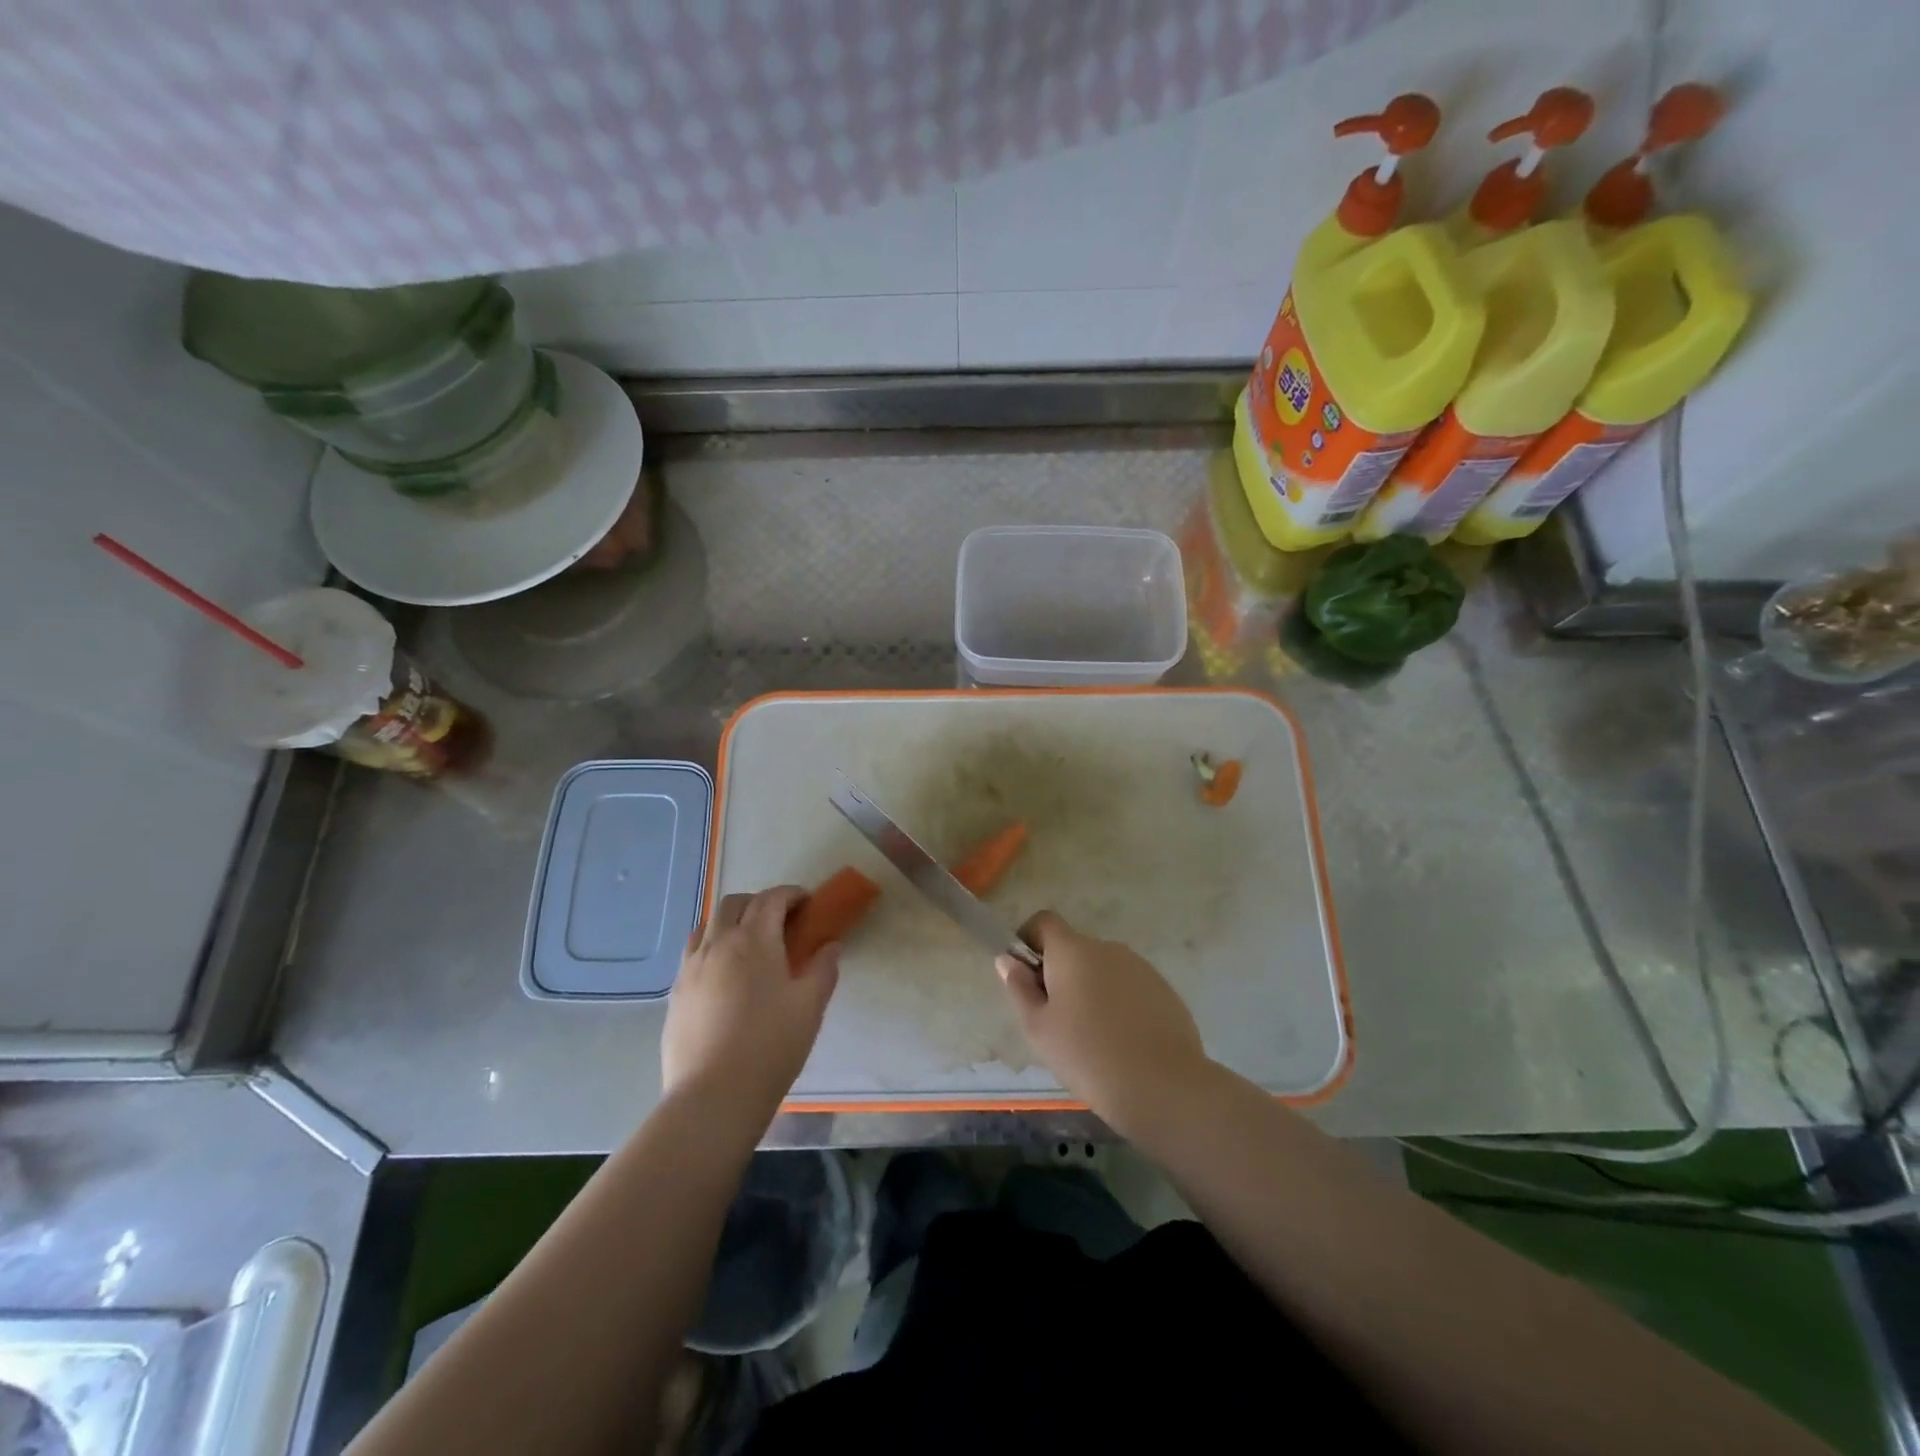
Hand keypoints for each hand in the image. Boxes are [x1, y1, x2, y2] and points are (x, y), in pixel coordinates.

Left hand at [662, 886, 838, 1126]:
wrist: (714, 1096)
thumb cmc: (771, 1046)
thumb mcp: (810, 1006)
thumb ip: (823, 969)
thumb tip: (830, 945)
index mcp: (754, 940)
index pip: (772, 899)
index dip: (791, 894)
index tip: (807, 903)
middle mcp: (717, 943)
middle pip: (734, 903)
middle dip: (759, 902)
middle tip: (780, 922)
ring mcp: (691, 967)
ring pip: (707, 925)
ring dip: (731, 922)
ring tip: (749, 945)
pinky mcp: (676, 992)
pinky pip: (693, 953)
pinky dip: (712, 947)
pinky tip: (725, 975)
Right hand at [996, 911, 1209, 1132]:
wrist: (1163, 1087)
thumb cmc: (1087, 1055)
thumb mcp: (1038, 1028)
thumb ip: (1020, 988)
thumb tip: (1008, 960)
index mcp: (1072, 950)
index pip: (1044, 921)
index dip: (1029, 940)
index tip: (1026, 976)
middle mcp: (1107, 947)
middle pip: (1074, 949)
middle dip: (1060, 974)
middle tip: (1056, 1019)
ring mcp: (1140, 967)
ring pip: (1103, 969)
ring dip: (1091, 989)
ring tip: (1092, 1037)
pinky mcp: (1164, 990)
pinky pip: (1129, 987)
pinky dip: (1119, 1003)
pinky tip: (1122, 1041)